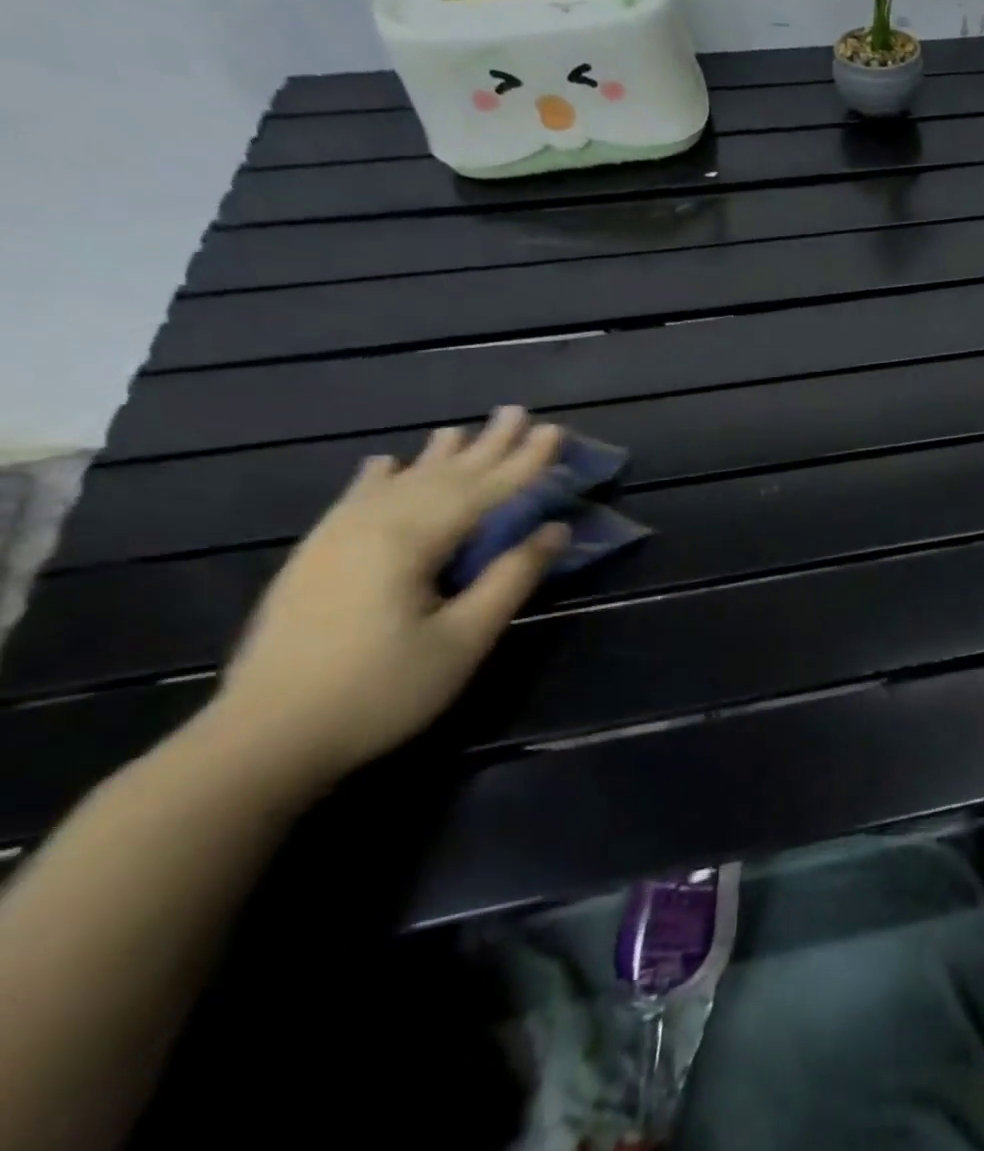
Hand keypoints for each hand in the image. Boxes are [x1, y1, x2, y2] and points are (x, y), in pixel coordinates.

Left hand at [202, 407, 568, 786]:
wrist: (262, 738)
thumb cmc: (380, 692)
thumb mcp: (462, 640)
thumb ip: (509, 579)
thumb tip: (554, 530)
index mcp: (410, 541)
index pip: (484, 491)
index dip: (524, 463)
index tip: (555, 430)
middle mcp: (371, 525)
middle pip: (443, 476)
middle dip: (486, 446)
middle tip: (517, 411)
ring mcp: (335, 539)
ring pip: (399, 482)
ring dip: (438, 456)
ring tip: (462, 429)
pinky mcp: (315, 558)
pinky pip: (355, 501)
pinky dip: (378, 478)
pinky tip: (384, 463)